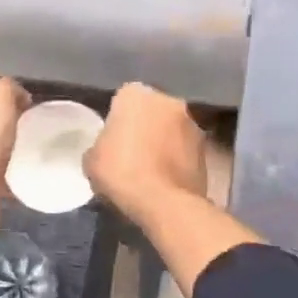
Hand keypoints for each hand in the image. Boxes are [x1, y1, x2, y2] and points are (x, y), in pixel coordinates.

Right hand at [85, 83, 208, 221]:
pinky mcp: (206, 148)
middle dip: (144, 126)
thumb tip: (106, 150)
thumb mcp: (91, 161)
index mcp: (136, 94)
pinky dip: (178, 159)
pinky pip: (185, 150)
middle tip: (132, 153)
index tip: (113, 140)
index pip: (123, 99)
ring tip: (151, 169)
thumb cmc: (121, 172)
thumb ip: (100, 146)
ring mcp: (192, 123)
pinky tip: (167, 180)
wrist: (164, 202)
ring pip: (171, 129)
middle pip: (152, 111)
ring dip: (164, 142)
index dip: (117, 120)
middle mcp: (168, 100)